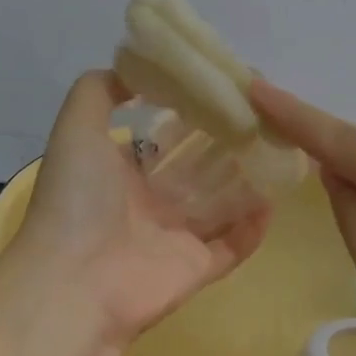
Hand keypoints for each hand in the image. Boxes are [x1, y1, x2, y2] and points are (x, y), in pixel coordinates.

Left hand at [8, 71, 271, 355]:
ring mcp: (174, 239)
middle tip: (265, 117)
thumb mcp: (76, 128)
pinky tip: (276, 197)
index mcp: (121, 172)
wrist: (74, 285)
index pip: (164, 138)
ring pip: (221, 204)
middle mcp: (149, 204)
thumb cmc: (78, 200)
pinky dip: (254, 226)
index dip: (193, 113)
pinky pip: (233, 245)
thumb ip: (99, 91)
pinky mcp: (196, 269)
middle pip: (198, 168)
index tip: (225, 89)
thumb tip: (135, 70)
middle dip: (228, 144)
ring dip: (248, 180)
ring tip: (281, 150)